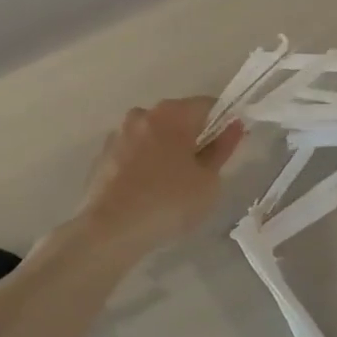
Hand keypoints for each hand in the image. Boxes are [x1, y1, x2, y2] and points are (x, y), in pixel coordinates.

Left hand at [78, 97, 243, 251]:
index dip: (222, 124)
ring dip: (165, 151)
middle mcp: (143, 113)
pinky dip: (144, 165)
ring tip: (172, 186)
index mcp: (173, 113)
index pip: (207, 106)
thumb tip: (233, 126)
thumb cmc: (168, 202)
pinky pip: (133, 153)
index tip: (227, 148)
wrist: (109, 230)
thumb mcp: (208, 181)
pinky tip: (147, 192)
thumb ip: (223, 149)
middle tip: (201, 172)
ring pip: (153, 136)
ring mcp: (119, 133)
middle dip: (192, 138)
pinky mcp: (102, 155)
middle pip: (178, 118)